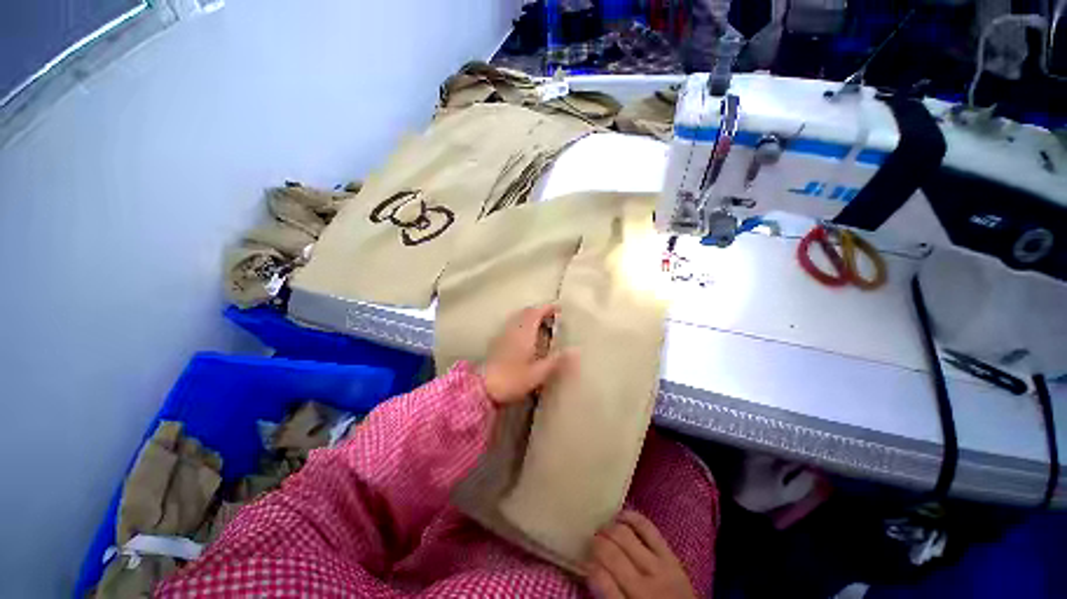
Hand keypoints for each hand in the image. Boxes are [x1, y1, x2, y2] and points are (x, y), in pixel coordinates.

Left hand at [481, 304, 569, 404]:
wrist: (483, 388)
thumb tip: (576, 350)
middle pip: (527, 312)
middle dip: (540, 311)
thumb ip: (557, 361)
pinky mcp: (498, 342)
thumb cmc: (512, 379)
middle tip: (553, 317)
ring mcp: (504, 334)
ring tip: (543, 326)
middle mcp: (514, 329)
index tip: (560, 308)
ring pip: (519, 318)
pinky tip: (527, 337)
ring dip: (531, 317)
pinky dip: (523, 324)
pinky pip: (513, 325)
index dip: (548, 308)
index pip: (536, 312)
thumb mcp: (538, 373)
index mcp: (524, 332)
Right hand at [586, 510, 696, 598]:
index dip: (586, 566)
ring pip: (624, 535)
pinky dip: (631, 517)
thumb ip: (607, 595)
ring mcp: (660, 568)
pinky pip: (648, 528)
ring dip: (608, 529)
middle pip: (610, 553)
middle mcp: (644, 587)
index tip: (581, 561)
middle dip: (595, 544)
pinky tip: (619, 516)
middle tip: (589, 543)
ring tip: (602, 530)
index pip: (600, 579)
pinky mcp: (671, 556)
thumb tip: (587, 569)